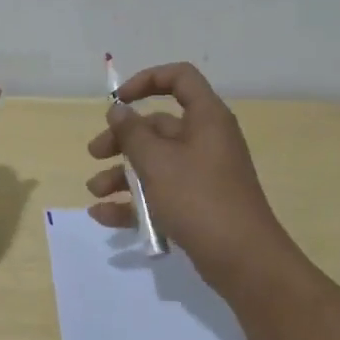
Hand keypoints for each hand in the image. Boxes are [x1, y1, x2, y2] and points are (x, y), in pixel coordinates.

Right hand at [86, 61, 286, 285]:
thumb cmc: (199, 199)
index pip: (179, 78)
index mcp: (206, 119)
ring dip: (121, 174)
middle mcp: (205, 140)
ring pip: (155, 163)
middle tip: (95, 153)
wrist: (244, 262)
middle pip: (158, 126)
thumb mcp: (157, 163)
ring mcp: (202, 175)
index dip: (147, 80)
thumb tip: (118, 110)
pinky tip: (103, 215)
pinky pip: (160, 194)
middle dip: (122, 139)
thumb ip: (132, 133)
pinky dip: (133, 202)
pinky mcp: (197, 205)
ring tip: (95, 191)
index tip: (118, 101)